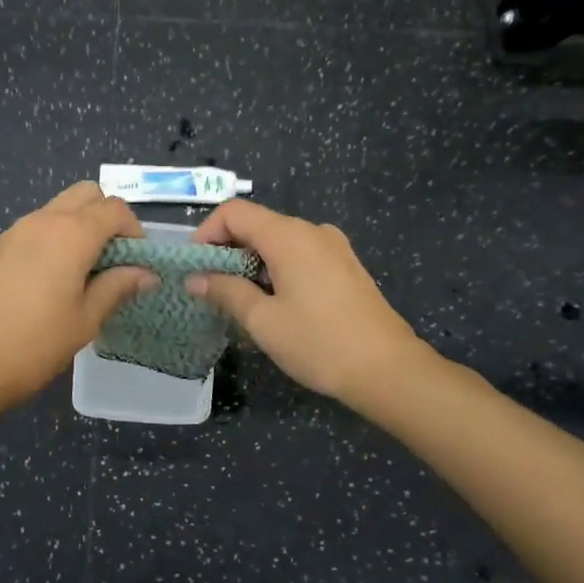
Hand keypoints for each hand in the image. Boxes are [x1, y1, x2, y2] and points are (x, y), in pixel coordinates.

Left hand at [0, 183, 158, 413]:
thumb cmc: (34, 343)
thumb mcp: (85, 319)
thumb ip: (118, 287)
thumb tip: (148, 274)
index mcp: (72, 233)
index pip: (115, 208)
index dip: (134, 230)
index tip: (138, 263)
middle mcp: (44, 220)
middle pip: (87, 194)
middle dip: (108, 217)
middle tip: (114, 259)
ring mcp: (17, 230)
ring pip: (60, 207)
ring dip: (81, 225)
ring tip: (86, 272)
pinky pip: (39, 226)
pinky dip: (57, 237)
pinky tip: (55, 279)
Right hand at [188, 200, 427, 405]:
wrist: (389, 370)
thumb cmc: (319, 343)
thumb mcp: (262, 321)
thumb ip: (225, 291)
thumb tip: (195, 278)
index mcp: (288, 236)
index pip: (234, 212)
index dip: (207, 233)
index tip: (196, 268)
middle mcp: (312, 231)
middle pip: (257, 224)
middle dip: (228, 250)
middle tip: (212, 289)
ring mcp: (333, 247)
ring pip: (279, 241)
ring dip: (252, 262)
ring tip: (241, 300)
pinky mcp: (346, 266)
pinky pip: (301, 254)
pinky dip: (278, 268)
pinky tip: (276, 303)